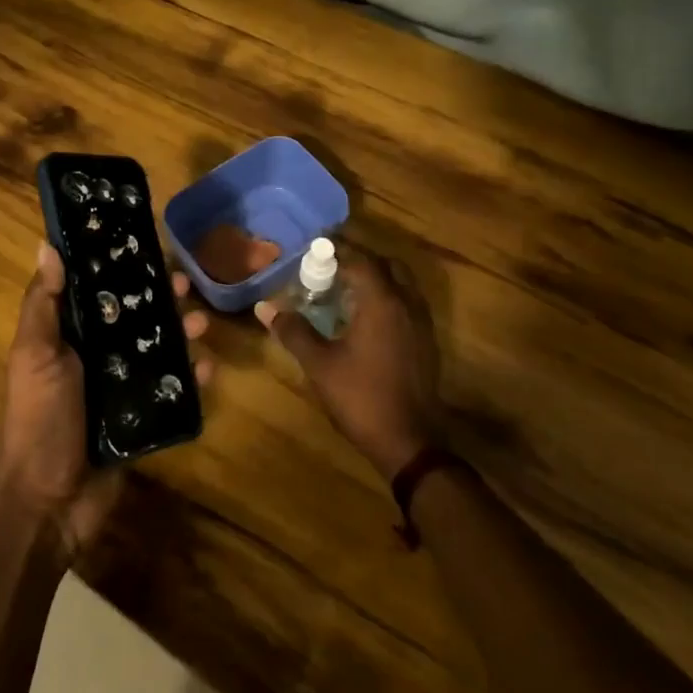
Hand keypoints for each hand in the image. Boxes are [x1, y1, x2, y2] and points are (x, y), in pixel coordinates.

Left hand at [0, 243, 211, 559]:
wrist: (48, 502)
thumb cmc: (39, 418)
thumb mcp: (35, 354)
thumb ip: (44, 303)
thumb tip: (47, 244)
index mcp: (68, 336)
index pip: (98, 290)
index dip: (121, 268)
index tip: (148, 246)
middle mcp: (96, 356)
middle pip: (134, 317)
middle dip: (161, 299)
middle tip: (187, 285)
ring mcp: (121, 388)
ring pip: (158, 349)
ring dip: (182, 333)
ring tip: (202, 324)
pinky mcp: (142, 419)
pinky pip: (172, 391)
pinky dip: (191, 378)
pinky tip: (207, 368)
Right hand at [256, 253, 439, 480]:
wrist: (410, 442)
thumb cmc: (361, 397)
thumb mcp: (320, 364)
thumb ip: (294, 331)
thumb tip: (265, 307)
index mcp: (382, 302)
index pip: (361, 260)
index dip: (338, 251)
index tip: (314, 249)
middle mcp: (407, 305)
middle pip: (385, 266)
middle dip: (358, 262)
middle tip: (329, 269)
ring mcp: (422, 324)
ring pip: (400, 285)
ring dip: (374, 281)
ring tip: (343, 292)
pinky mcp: (426, 343)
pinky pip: (406, 305)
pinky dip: (385, 300)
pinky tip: (363, 321)